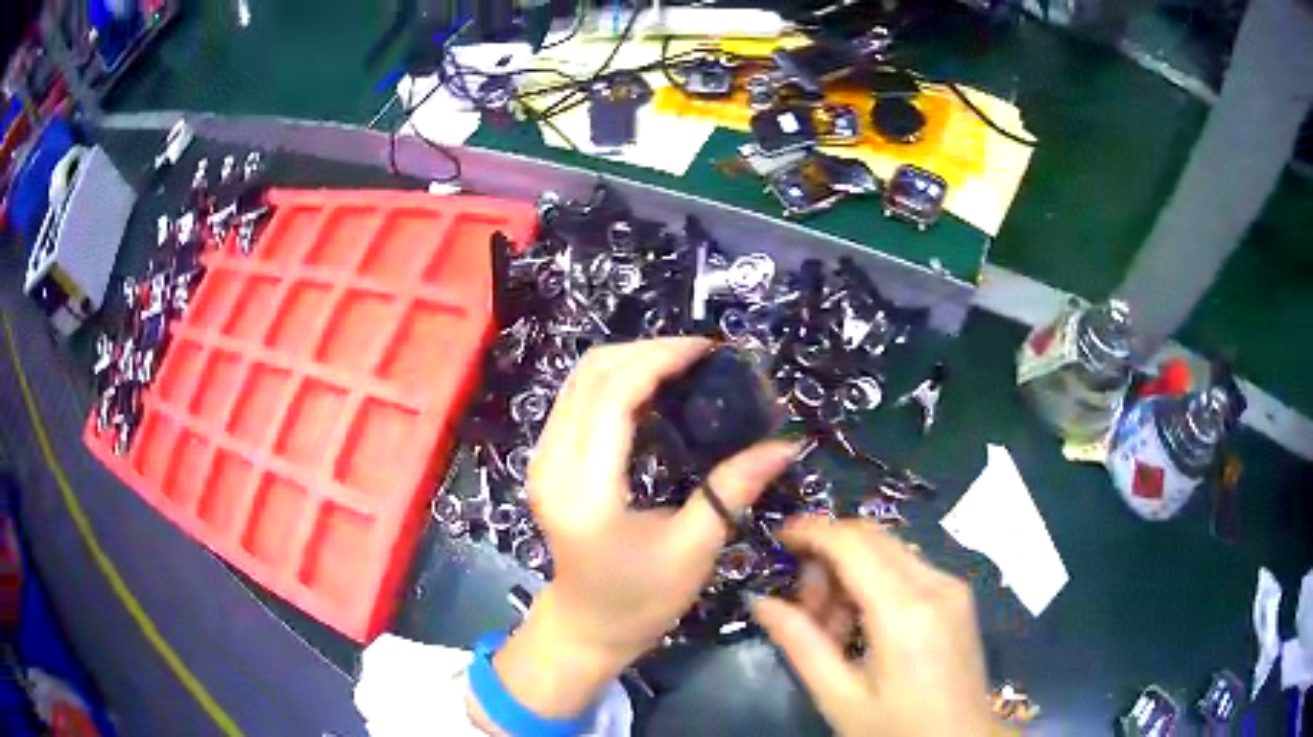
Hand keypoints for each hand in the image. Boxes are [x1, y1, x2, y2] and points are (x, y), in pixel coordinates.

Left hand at [488, 338, 795, 719]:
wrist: (585, 626)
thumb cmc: (640, 601)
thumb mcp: (693, 550)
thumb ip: (733, 490)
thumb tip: (784, 445)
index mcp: (586, 490)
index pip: (612, 396)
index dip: (658, 359)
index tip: (707, 350)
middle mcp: (552, 464)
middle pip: (590, 375)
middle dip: (646, 351)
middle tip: (700, 357)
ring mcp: (542, 460)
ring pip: (578, 381)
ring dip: (629, 362)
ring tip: (682, 367)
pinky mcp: (547, 462)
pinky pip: (576, 401)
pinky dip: (613, 383)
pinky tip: (652, 392)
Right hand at [751, 518, 992, 736]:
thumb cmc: (898, 730)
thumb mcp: (841, 698)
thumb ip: (801, 645)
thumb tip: (760, 601)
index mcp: (905, 613)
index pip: (853, 544)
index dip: (812, 531)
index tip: (777, 539)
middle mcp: (935, 584)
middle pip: (871, 538)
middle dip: (827, 557)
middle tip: (803, 607)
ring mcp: (952, 586)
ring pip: (889, 550)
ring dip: (851, 572)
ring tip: (832, 629)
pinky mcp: (958, 595)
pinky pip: (907, 567)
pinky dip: (875, 582)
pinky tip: (864, 626)